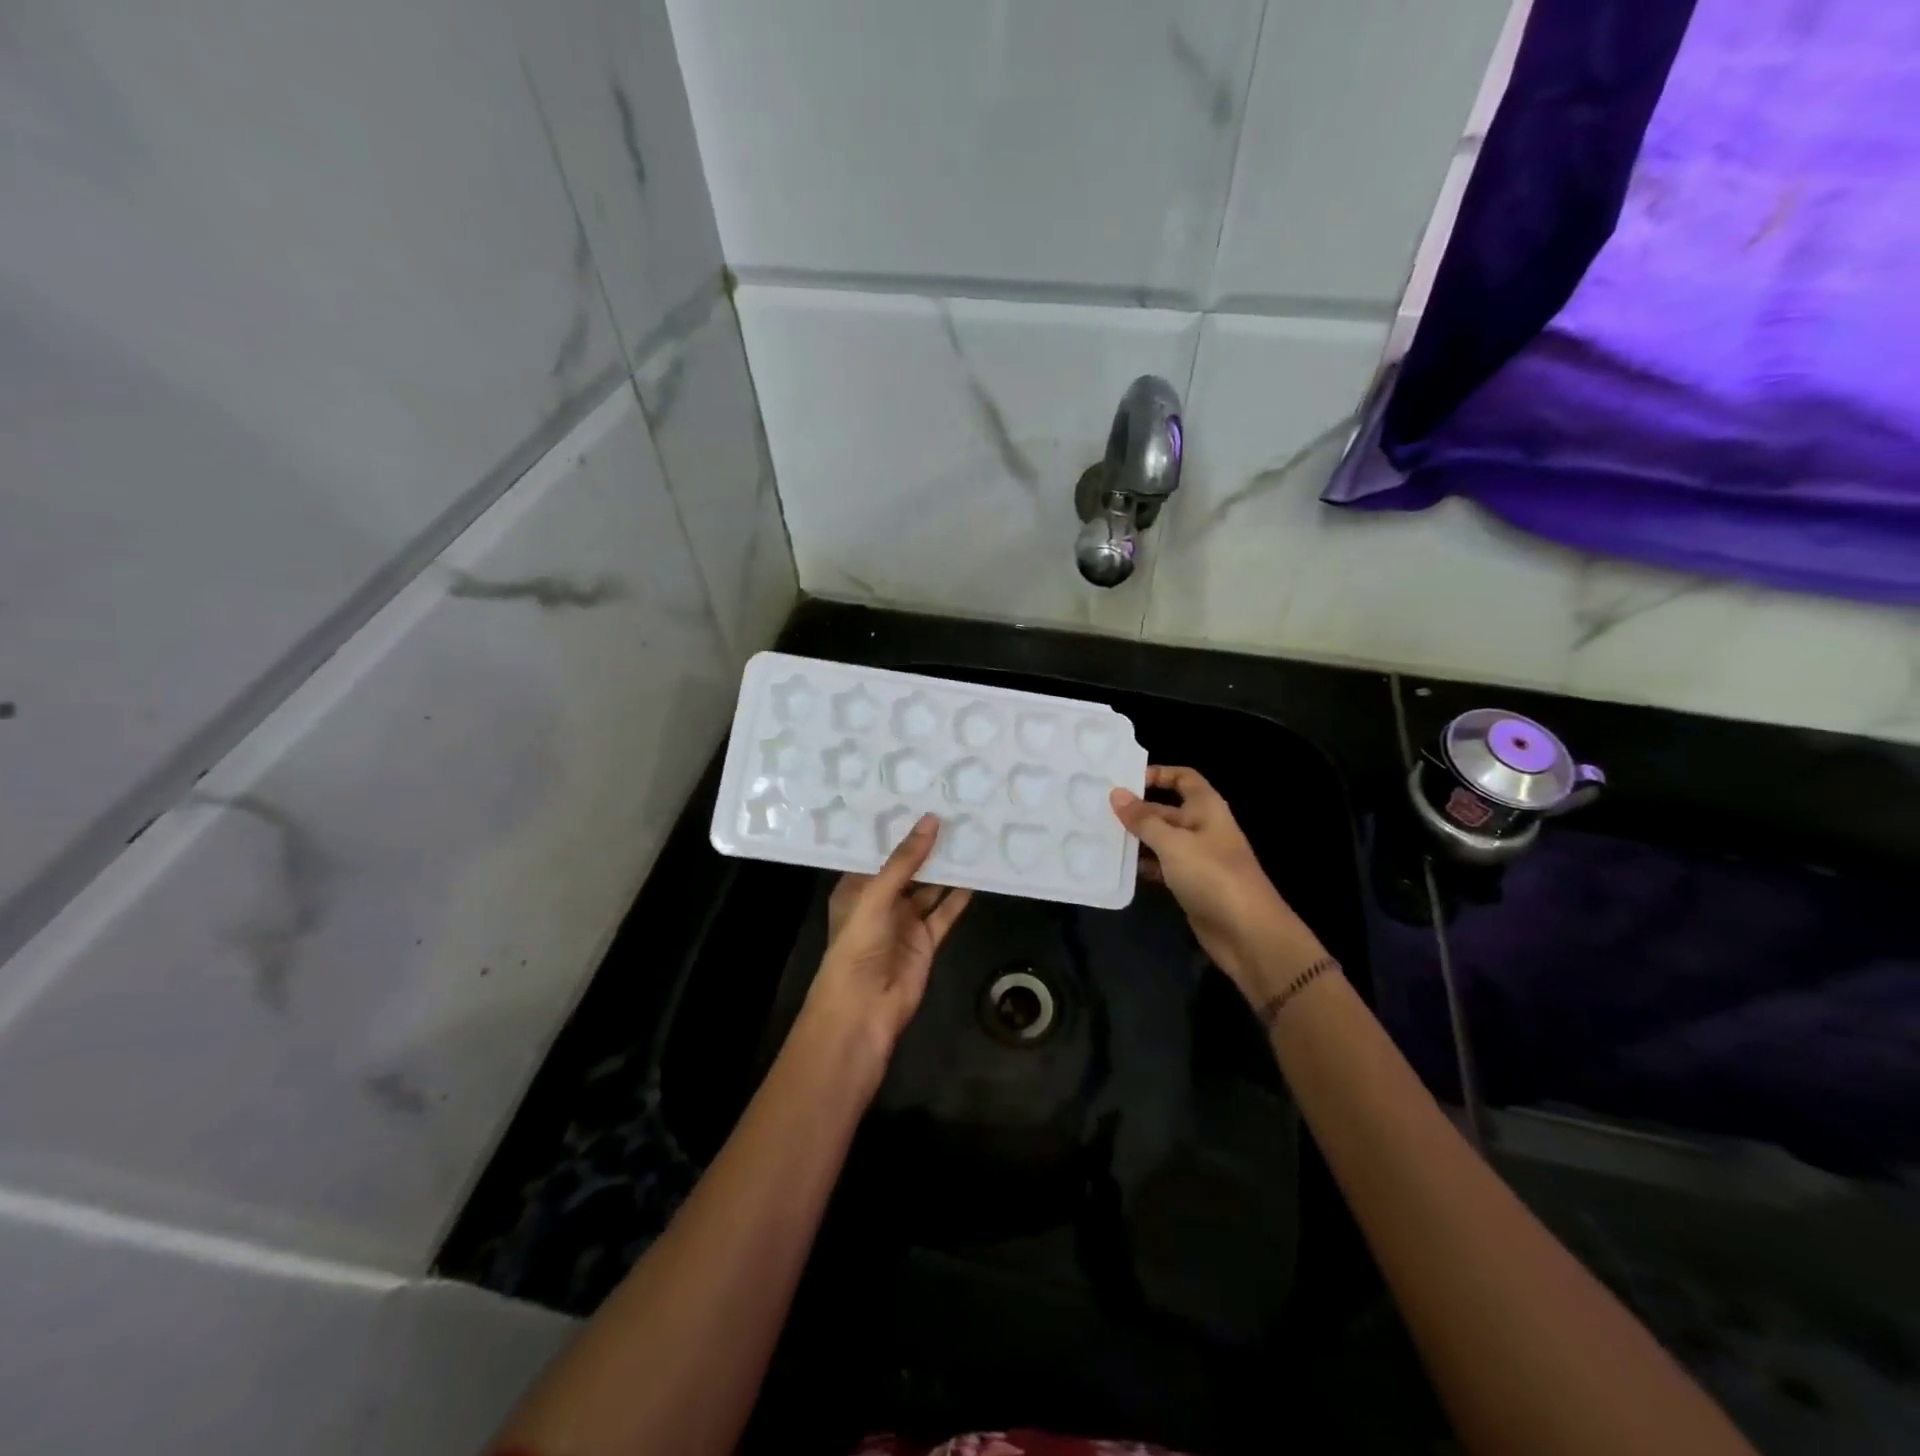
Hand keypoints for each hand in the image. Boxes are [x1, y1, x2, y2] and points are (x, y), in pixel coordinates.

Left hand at [799, 814, 972, 1071]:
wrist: (863, 1009)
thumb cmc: (857, 946)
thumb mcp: (876, 896)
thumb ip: (905, 860)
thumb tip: (932, 820)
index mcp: (856, 888)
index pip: (877, 852)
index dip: (897, 829)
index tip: (919, 797)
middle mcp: (880, 901)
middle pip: (907, 868)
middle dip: (926, 845)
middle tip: (953, 809)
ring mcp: (904, 921)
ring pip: (929, 888)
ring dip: (946, 867)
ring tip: (969, 834)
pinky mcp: (926, 940)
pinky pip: (945, 912)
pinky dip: (959, 896)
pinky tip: (976, 873)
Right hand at [1110, 766, 1322, 1001]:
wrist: (1247, 932)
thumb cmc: (1212, 875)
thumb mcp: (1173, 843)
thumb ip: (1143, 819)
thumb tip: (1116, 794)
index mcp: (1206, 808)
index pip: (1183, 778)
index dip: (1158, 774)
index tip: (1125, 781)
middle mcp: (1202, 827)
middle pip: (1166, 810)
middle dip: (1136, 811)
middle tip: (1097, 811)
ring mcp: (1197, 857)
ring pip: (1161, 840)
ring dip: (1136, 839)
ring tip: (1099, 836)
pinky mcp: (1191, 884)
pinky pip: (1162, 866)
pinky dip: (1142, 865)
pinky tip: (1117, 866)